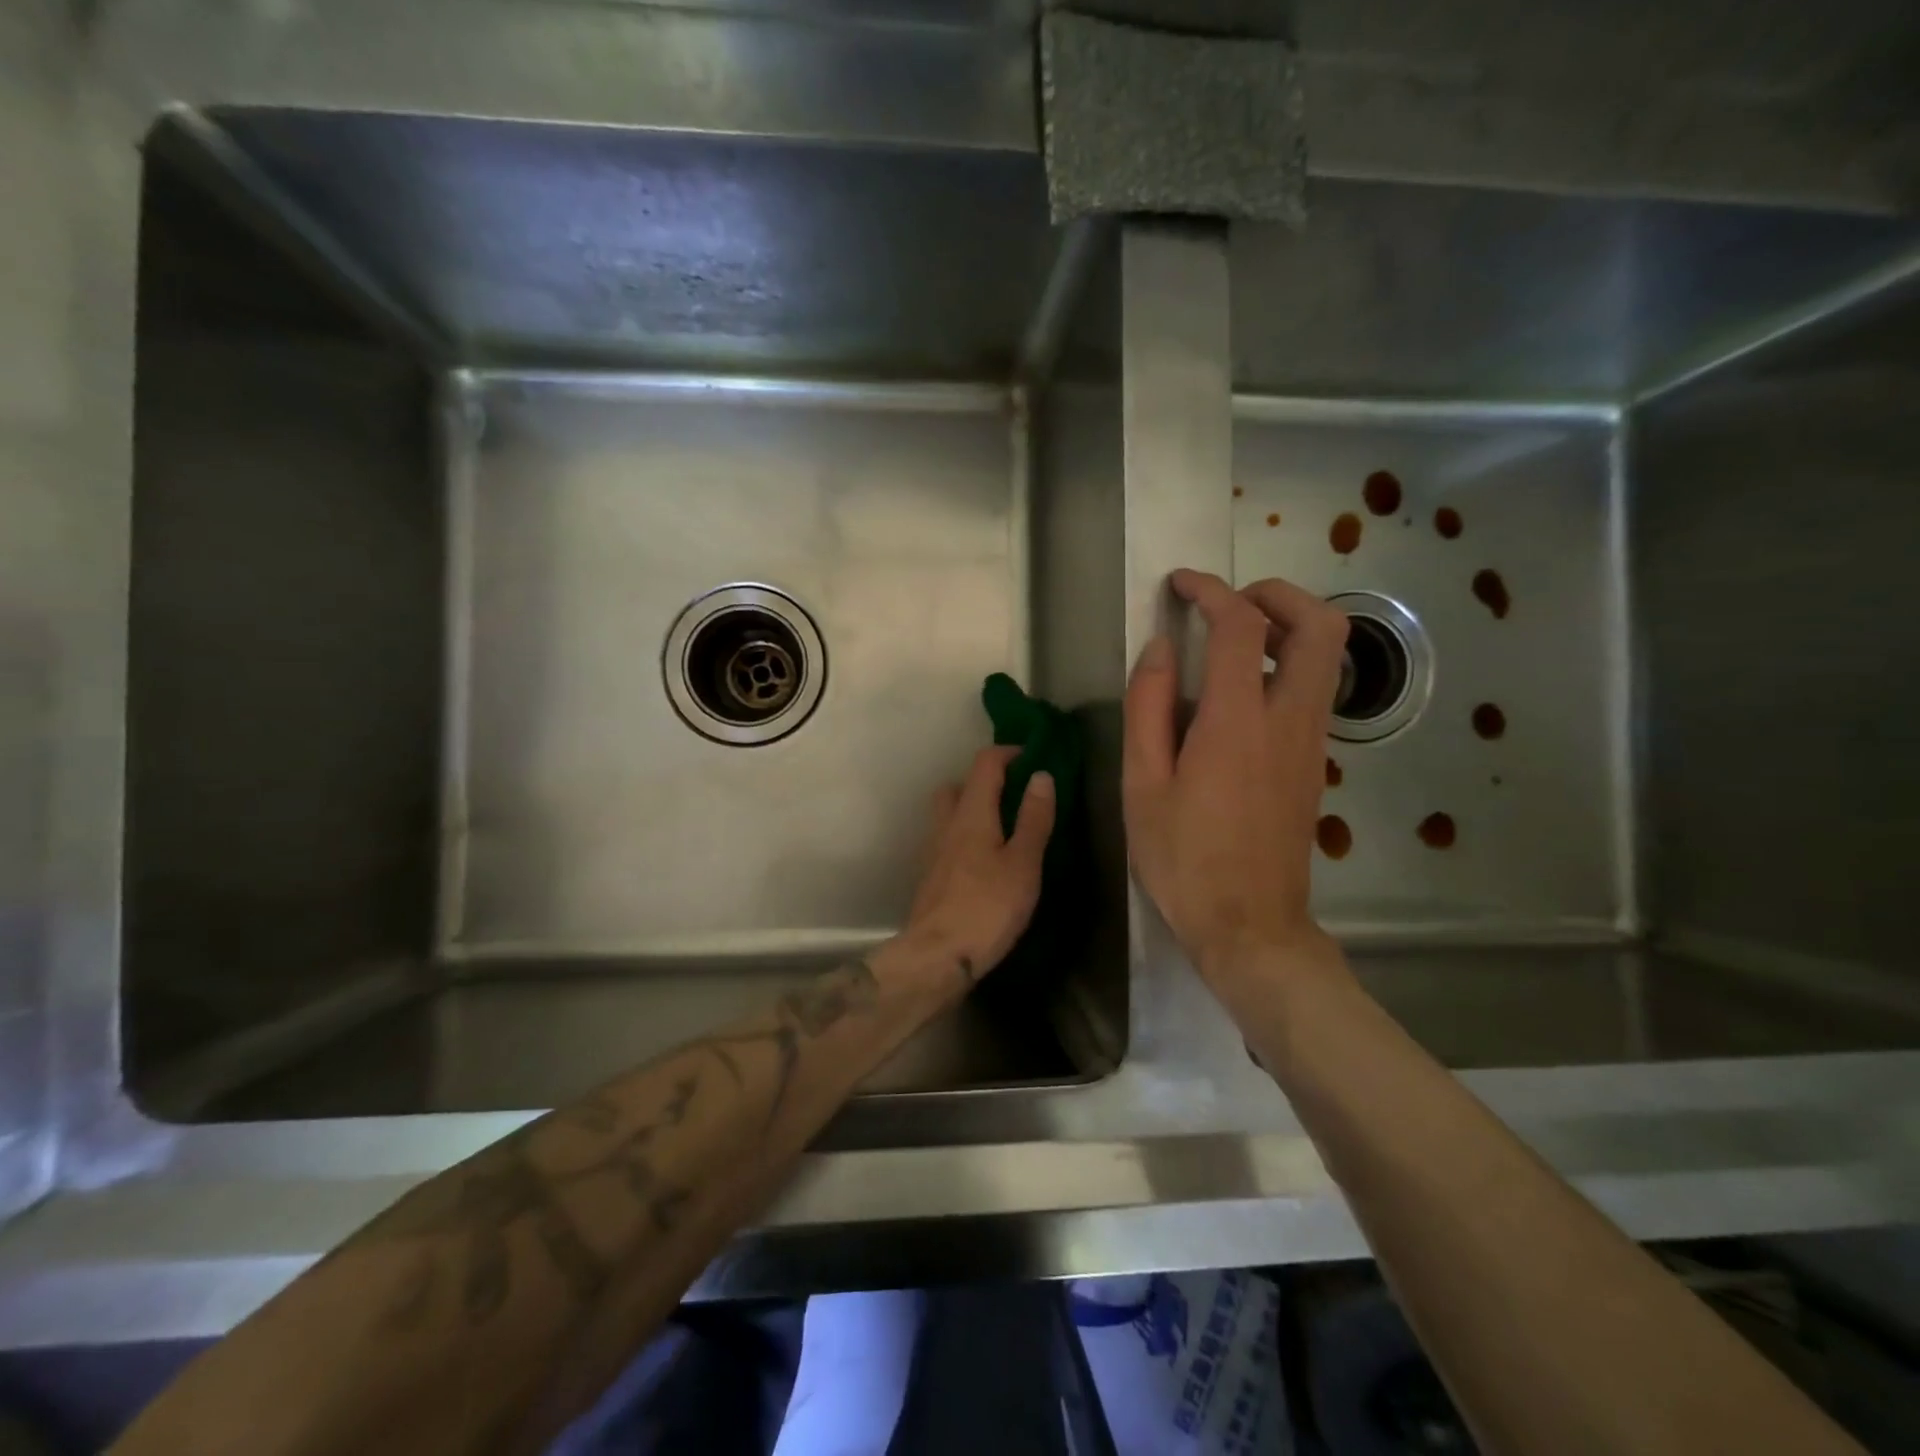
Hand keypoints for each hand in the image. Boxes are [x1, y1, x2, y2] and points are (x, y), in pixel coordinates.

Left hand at [905, 746, 1055, 978]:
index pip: (984, 763)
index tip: (1034, 758)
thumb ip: (1033, 819)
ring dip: (973, 809)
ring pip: (949, 813)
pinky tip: (984, 861)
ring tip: (1004, 829)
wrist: (937, 956)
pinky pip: (947, 839)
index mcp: (972, 813)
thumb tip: (1041, 776)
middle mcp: (946, 823)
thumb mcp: (1023, 863)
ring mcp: (933, 850)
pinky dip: (965, 836)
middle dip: (985, 781)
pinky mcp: (929, 875)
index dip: (1009, 753)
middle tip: (1016, 796)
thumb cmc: (987, 907)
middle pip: (959, 785)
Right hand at [1123, 569, 1348, 975]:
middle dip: (1276, 593)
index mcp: (1236, 720)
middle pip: (1318, 624)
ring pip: (1327, 654)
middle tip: (1228, 602)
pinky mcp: (1315, 762)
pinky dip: (1285, 663)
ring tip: (1230, 639)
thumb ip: (1147, 707)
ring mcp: (1311, 741)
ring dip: (1286, 626)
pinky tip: (1239, 691)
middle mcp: (1288, 719)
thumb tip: (1158, 648)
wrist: (1250, 925)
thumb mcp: (1141, 784)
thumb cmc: (1183, 858)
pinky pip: (1314, 689)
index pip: (1239, 625)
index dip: (1211, 590)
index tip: (1180, 584)